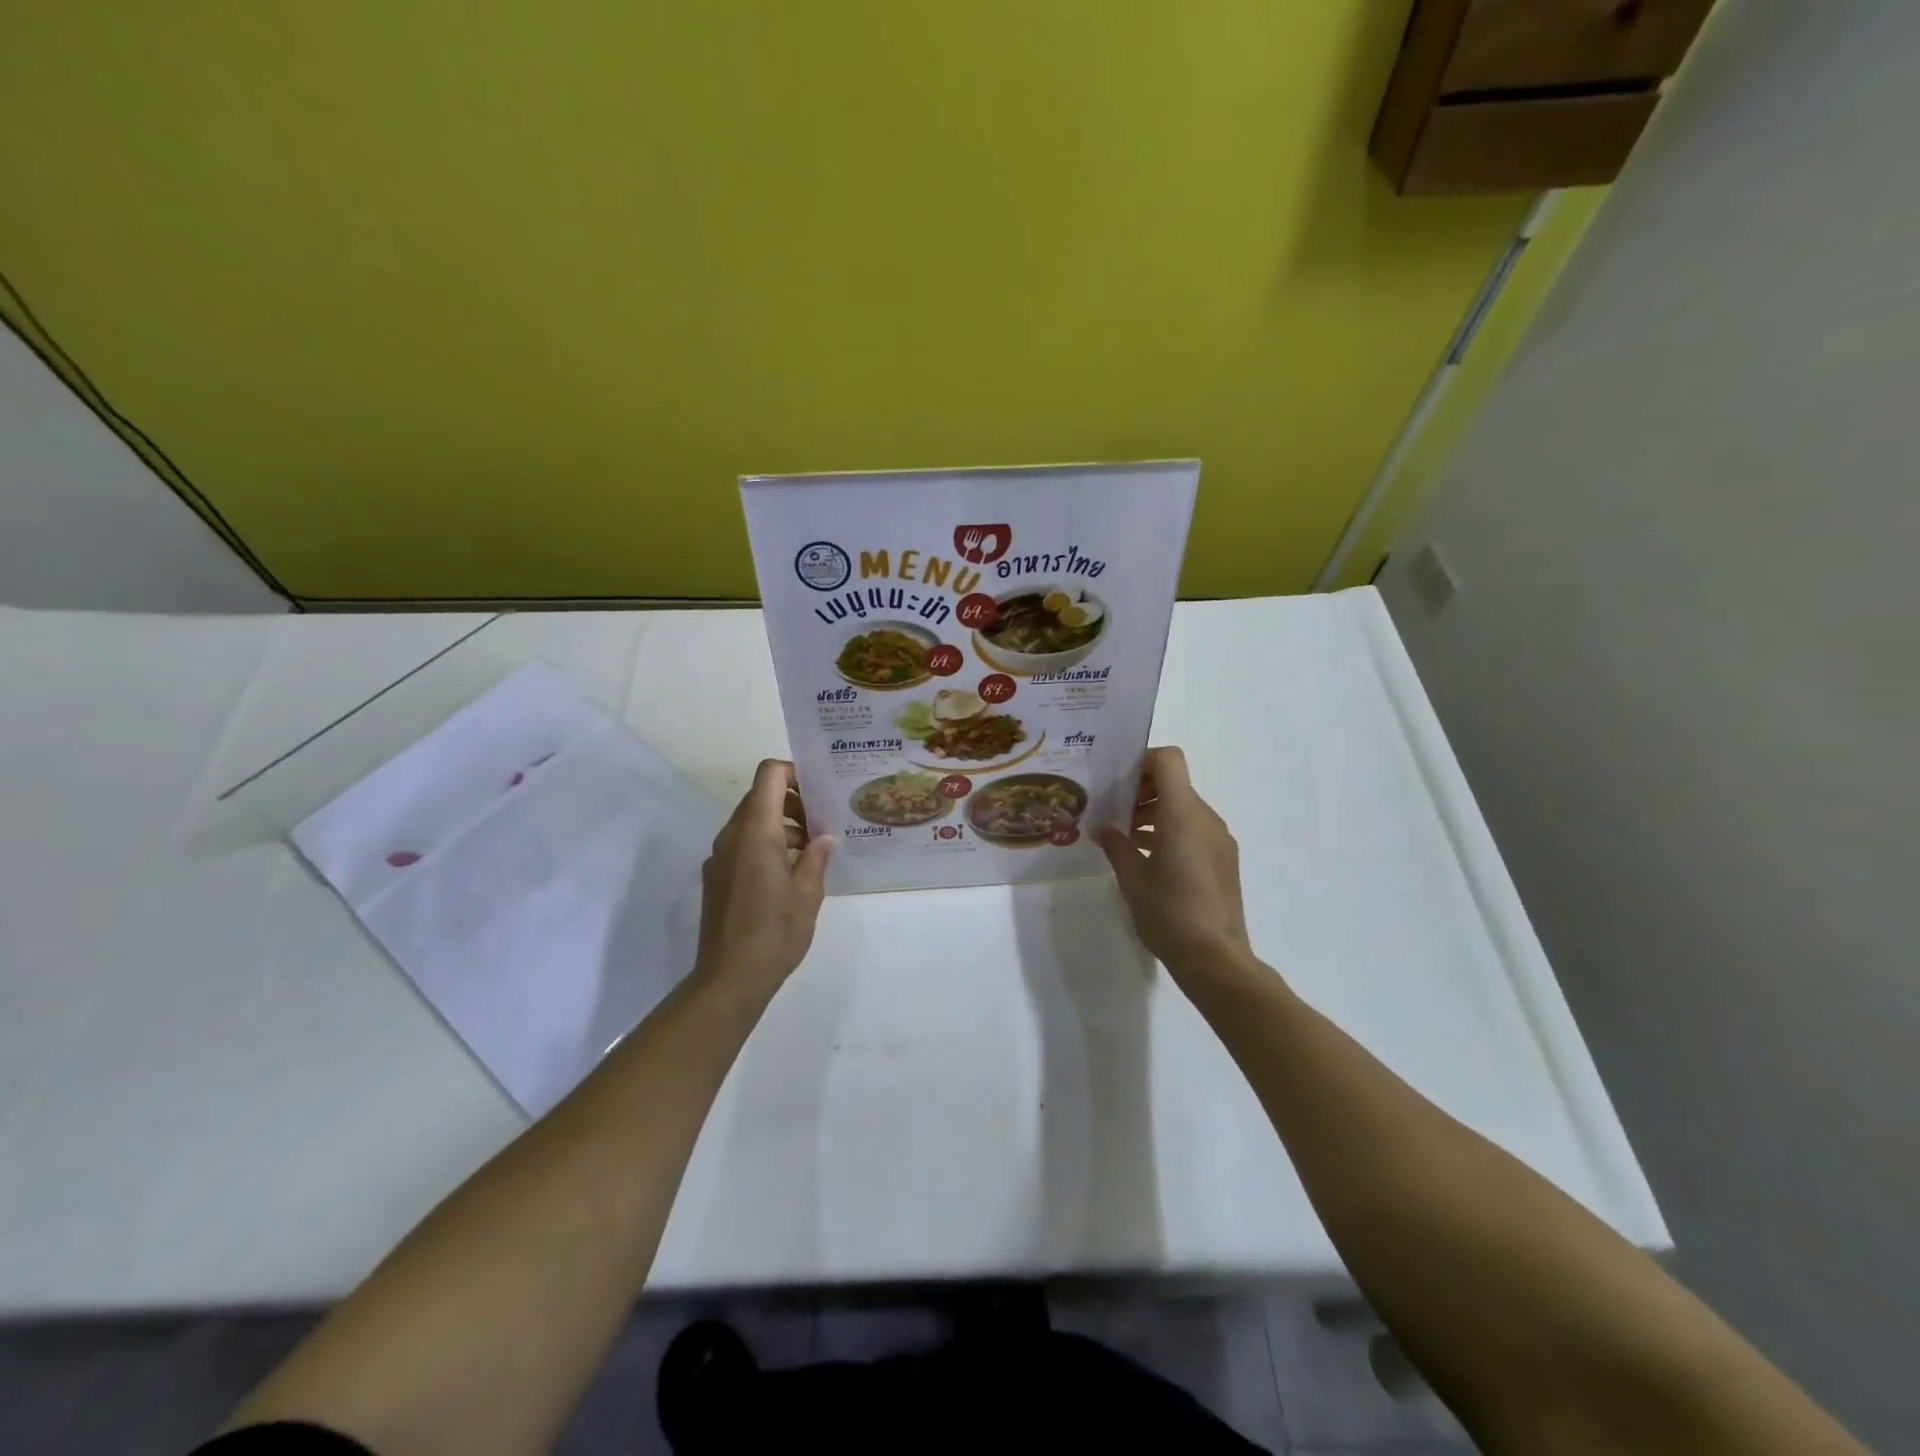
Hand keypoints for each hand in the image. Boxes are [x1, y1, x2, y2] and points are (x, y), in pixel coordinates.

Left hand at [692, 760, 833, 998]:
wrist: (729, 978)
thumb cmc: (774, 933)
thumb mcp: (807, 894)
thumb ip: (816, 858)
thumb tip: (824, 838)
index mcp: (755, 833)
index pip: (768, 775)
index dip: (794, 772)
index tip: (819, 790)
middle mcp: (732, 836)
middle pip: (760, 796)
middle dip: (793, 801)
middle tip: (822, 823)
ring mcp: (720, 856)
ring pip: (751, 820)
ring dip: (781, 825)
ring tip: (812, 851)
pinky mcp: (717, 876)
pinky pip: (742, 843)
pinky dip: (766, 843)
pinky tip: (790, 872)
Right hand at [1095, 746, 1256, 986]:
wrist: (1216, 959)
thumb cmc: (1168, 913)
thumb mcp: (1132, 878)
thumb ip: (1116, 845)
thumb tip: (1101, 828)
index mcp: (1183, 814)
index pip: (1169, 760)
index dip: (1142, 760)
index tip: (1117, 781)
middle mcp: (1206, 818)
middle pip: (1175, 783)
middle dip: (1142, 790)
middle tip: (1114, 812)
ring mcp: (1219, 839)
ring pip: (1184, 807)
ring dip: (1156, 812)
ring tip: (1127, 838)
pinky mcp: (1224, 859)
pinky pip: (1195, 829)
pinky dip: (1171, 830)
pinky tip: (1149, 858)